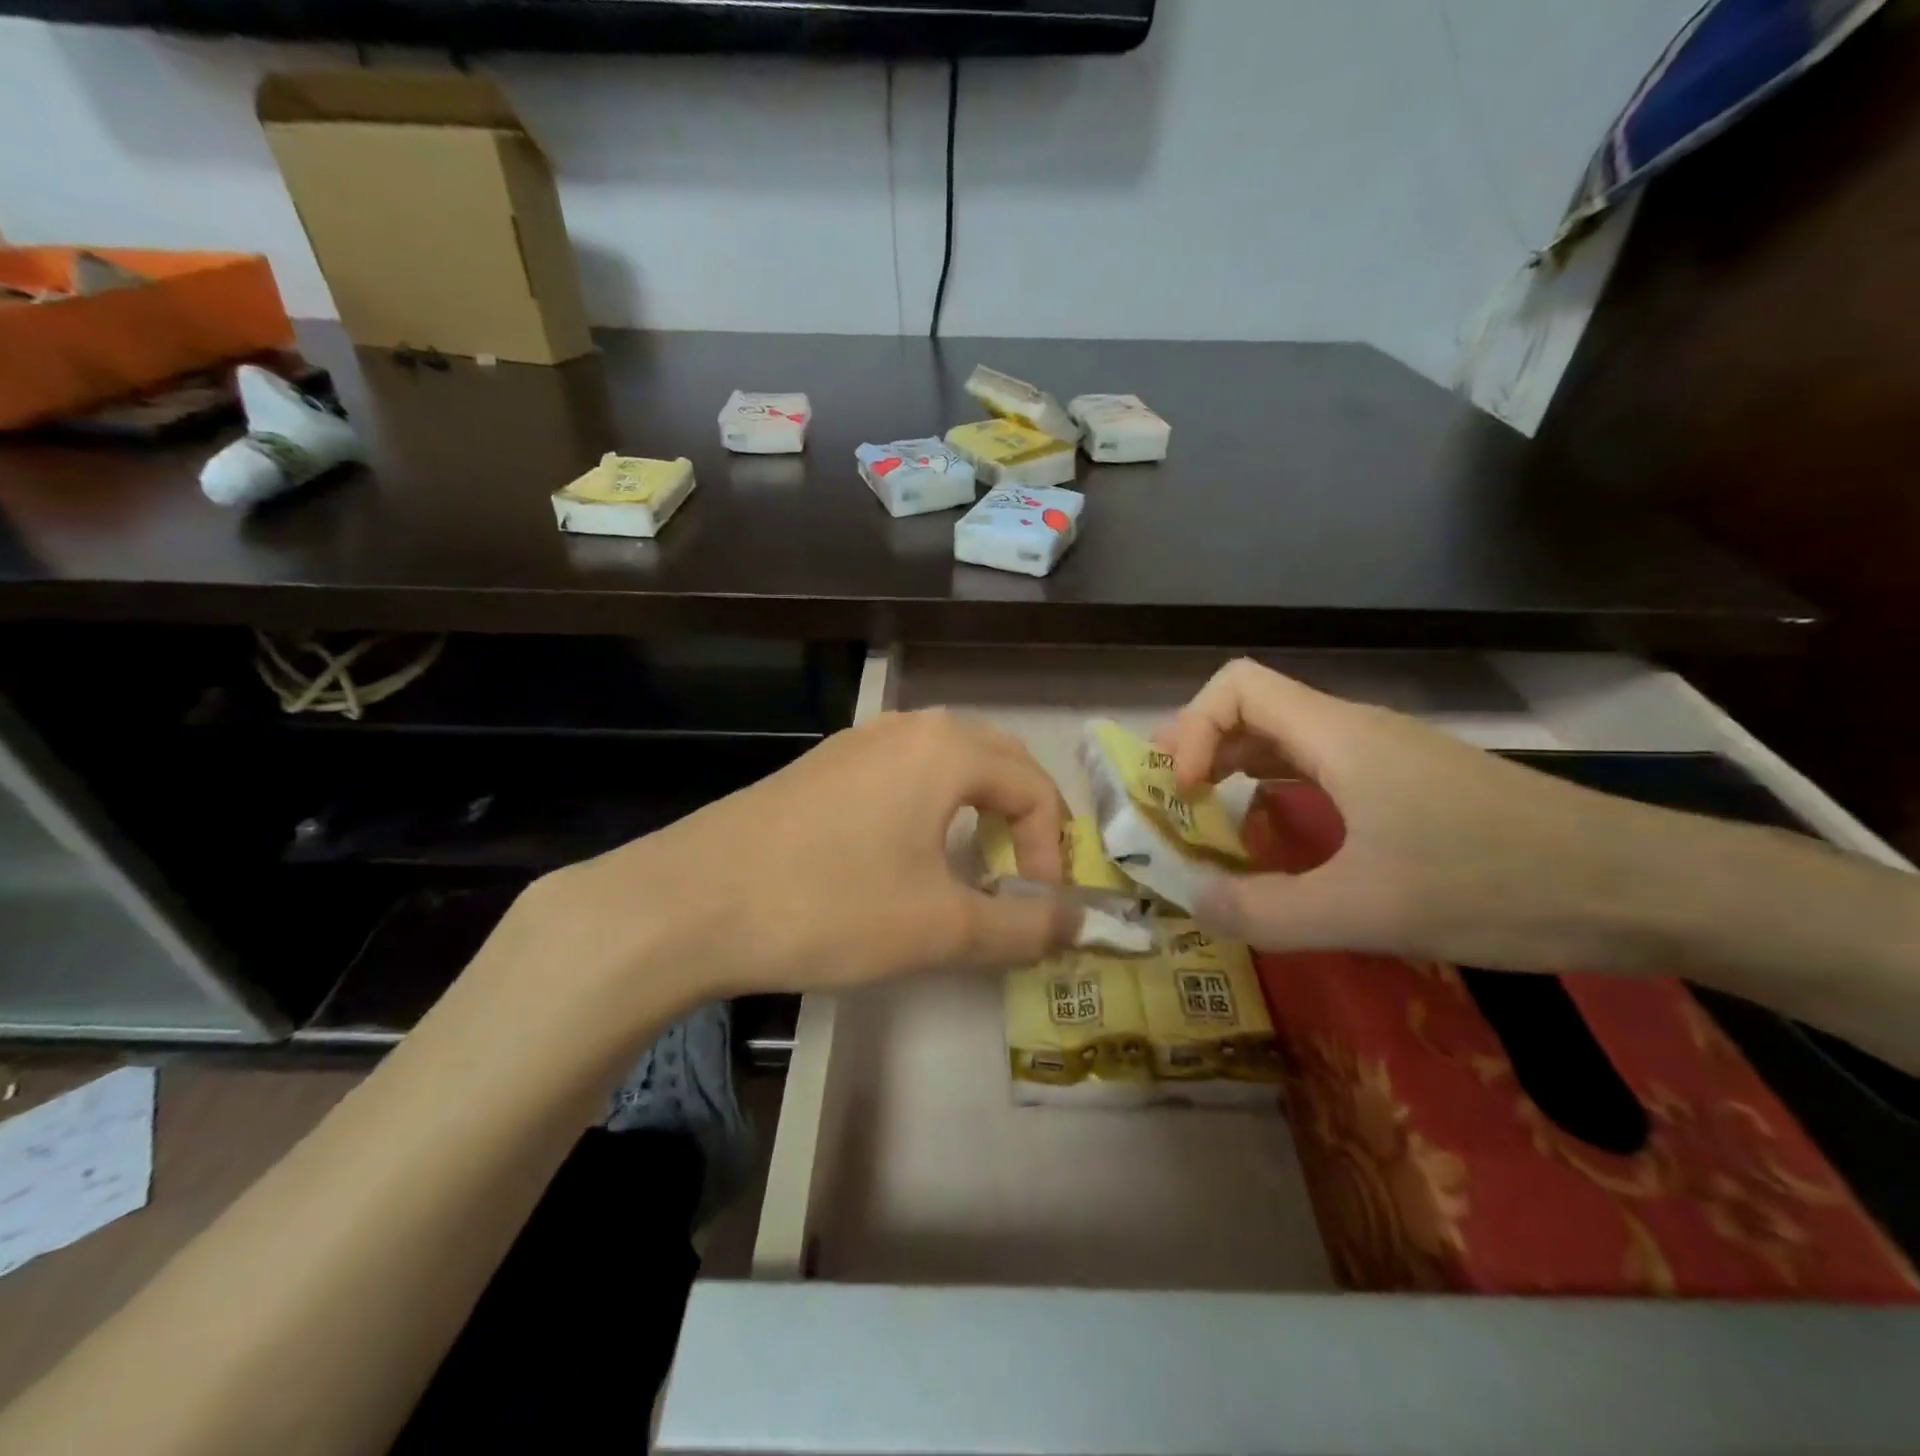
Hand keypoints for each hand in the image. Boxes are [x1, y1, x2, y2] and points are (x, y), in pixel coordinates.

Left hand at [506, 708, 1076, 1042]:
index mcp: (946, 749)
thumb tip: (1080, 924)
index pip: (1034, 788)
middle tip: (1023, 874)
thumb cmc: (829, 906)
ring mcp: (857, 742)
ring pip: (946, 761)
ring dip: (977, 807)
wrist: (690, 902)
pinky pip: (901, 773)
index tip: (1040, 908)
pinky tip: (906, 855)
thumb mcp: (940, 927)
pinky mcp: (821, 767)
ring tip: (973, 864)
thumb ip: (1022, 926)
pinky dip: (930, 806)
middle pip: (997, 759)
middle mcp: (907, 728)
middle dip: (1024, 816)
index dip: (1052, 850)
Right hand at [1157, 659, 1683, 974]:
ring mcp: (1388, 757)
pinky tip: (1287, 842)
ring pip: (1288, 742)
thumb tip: (1195, 901)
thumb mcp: (1367, 911)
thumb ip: (1267, 911)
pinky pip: (1322, 771)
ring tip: (1217, 827)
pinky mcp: (1413, 786)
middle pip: (1254, 710)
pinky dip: (1282, 794)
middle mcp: (1355, 732)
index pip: (1236, 684)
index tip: (1188, 794)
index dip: (1193, 728)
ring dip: (1240, 774)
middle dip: (1203, 752)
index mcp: (1337, 737)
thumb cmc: (1497, 884)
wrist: (1646, 886)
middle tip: (1179, 812)